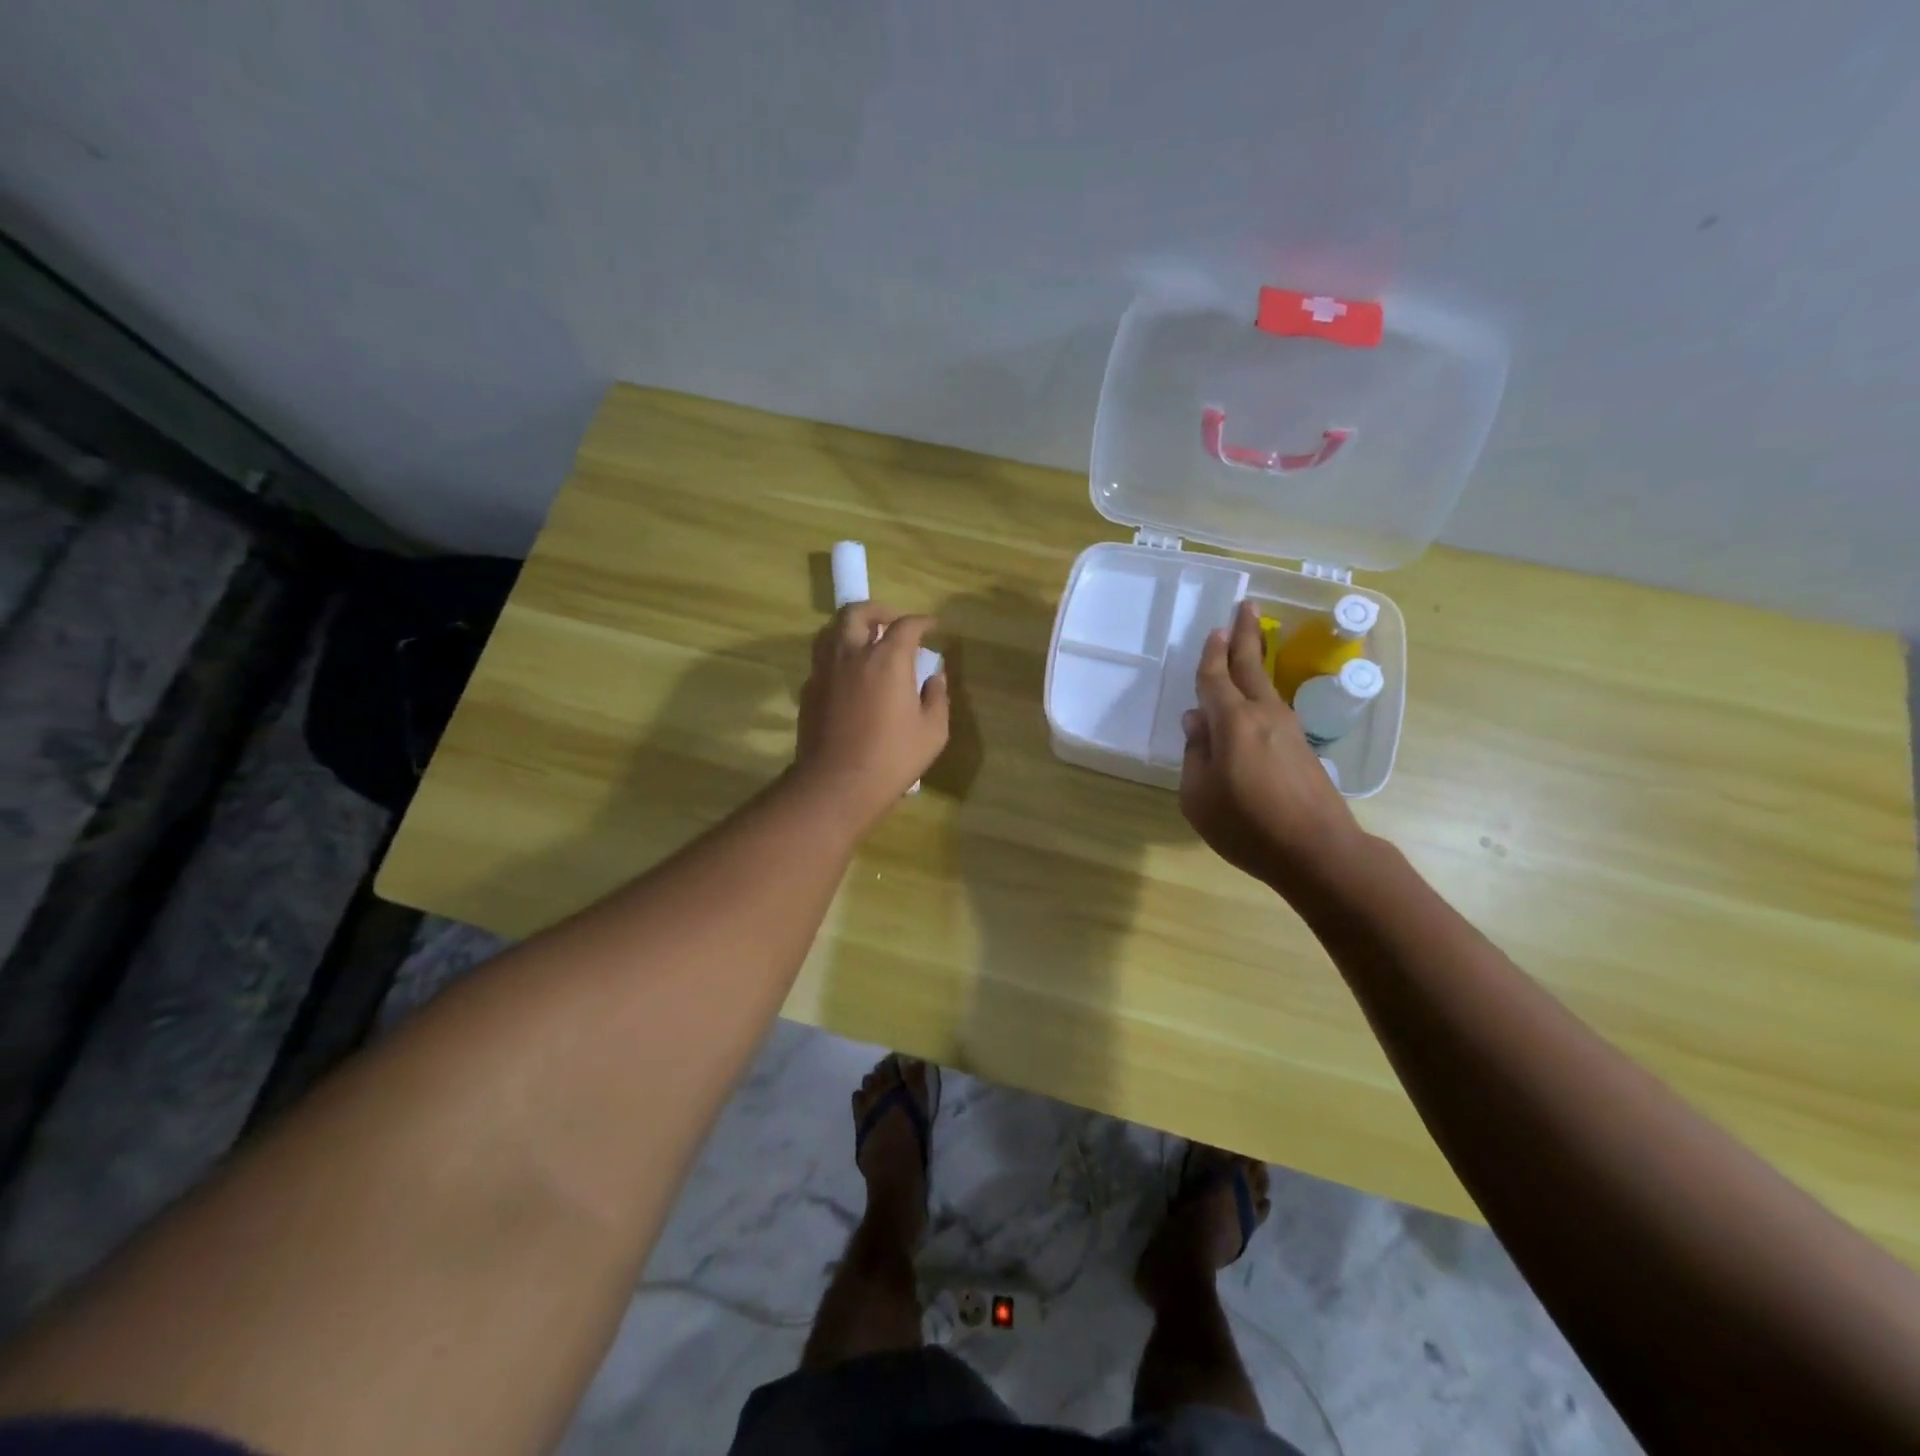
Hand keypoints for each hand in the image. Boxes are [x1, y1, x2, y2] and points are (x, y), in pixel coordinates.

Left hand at [791, 602, 948, 834]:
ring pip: (831, 630)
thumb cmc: (892, 758)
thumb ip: (937, 696)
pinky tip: (849, 673)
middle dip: (877, 610)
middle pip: (857, 612)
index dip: (922, 622)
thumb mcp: (933, 731)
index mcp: (887, 660)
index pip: (906, 626)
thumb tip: (935, 675)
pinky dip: (837, 655)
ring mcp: (824, 671)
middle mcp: (851, 655)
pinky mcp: (808, 690)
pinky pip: (822, 659)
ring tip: (866, 640)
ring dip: (850, 627)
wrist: (837, 784)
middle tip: (891, 622)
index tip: (932, 626)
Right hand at [1180, 601, 1367, 891]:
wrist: (1318, 851)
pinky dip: (1259, 693)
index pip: (1215, 678)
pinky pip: (1272, 709)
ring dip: (1256, 661)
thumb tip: (1197, 721)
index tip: (1215, 629)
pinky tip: (1252, 704)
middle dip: (1247, 635)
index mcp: (1232, 721)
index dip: (1212, 654)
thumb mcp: (1199, 796)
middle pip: (1251, 666)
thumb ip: (1195, 754)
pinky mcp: (1301, 749)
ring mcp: (1288, 730)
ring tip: (1250, 644)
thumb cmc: (1247, 825)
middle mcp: (1263, 715)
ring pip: (1265, 686)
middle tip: (1246, 606)